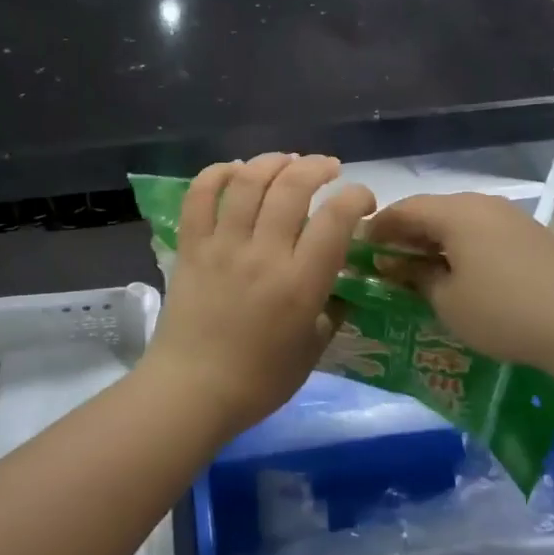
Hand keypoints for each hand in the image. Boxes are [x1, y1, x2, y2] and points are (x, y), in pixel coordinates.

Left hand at [137, 154, 374, 441]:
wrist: (191, 392)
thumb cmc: (258, 381)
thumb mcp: (313, 350)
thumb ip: (333, 309)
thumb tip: (342, 280)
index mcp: (300, 283)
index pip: (335, 219)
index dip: (356, 197)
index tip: (362, 200)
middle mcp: (263, 254)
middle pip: (293, 187)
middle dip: (317, 167)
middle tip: (328, 168)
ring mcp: (222, 246)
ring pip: (248, 181)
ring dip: (272, 162)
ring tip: (287, 162)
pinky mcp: (191, 247)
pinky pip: (200, 196)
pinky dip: (216, 173)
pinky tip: (234, 170)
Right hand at [368, 193, 553, 373]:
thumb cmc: (503, 311)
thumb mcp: (447, 301)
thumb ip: (417, 277)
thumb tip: (400, 264)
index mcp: (455, 213)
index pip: (403, 209)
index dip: (378, 227)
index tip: (360, 248)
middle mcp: (482, 204)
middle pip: (432, 211)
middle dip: (406, 234)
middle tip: (388, 260)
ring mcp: (511, 217)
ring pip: (460, 221)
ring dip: (436, 241)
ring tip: (423, 269)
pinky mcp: (532, 235)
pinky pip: (484, 232)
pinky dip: (463, 246)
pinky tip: (463, 273)